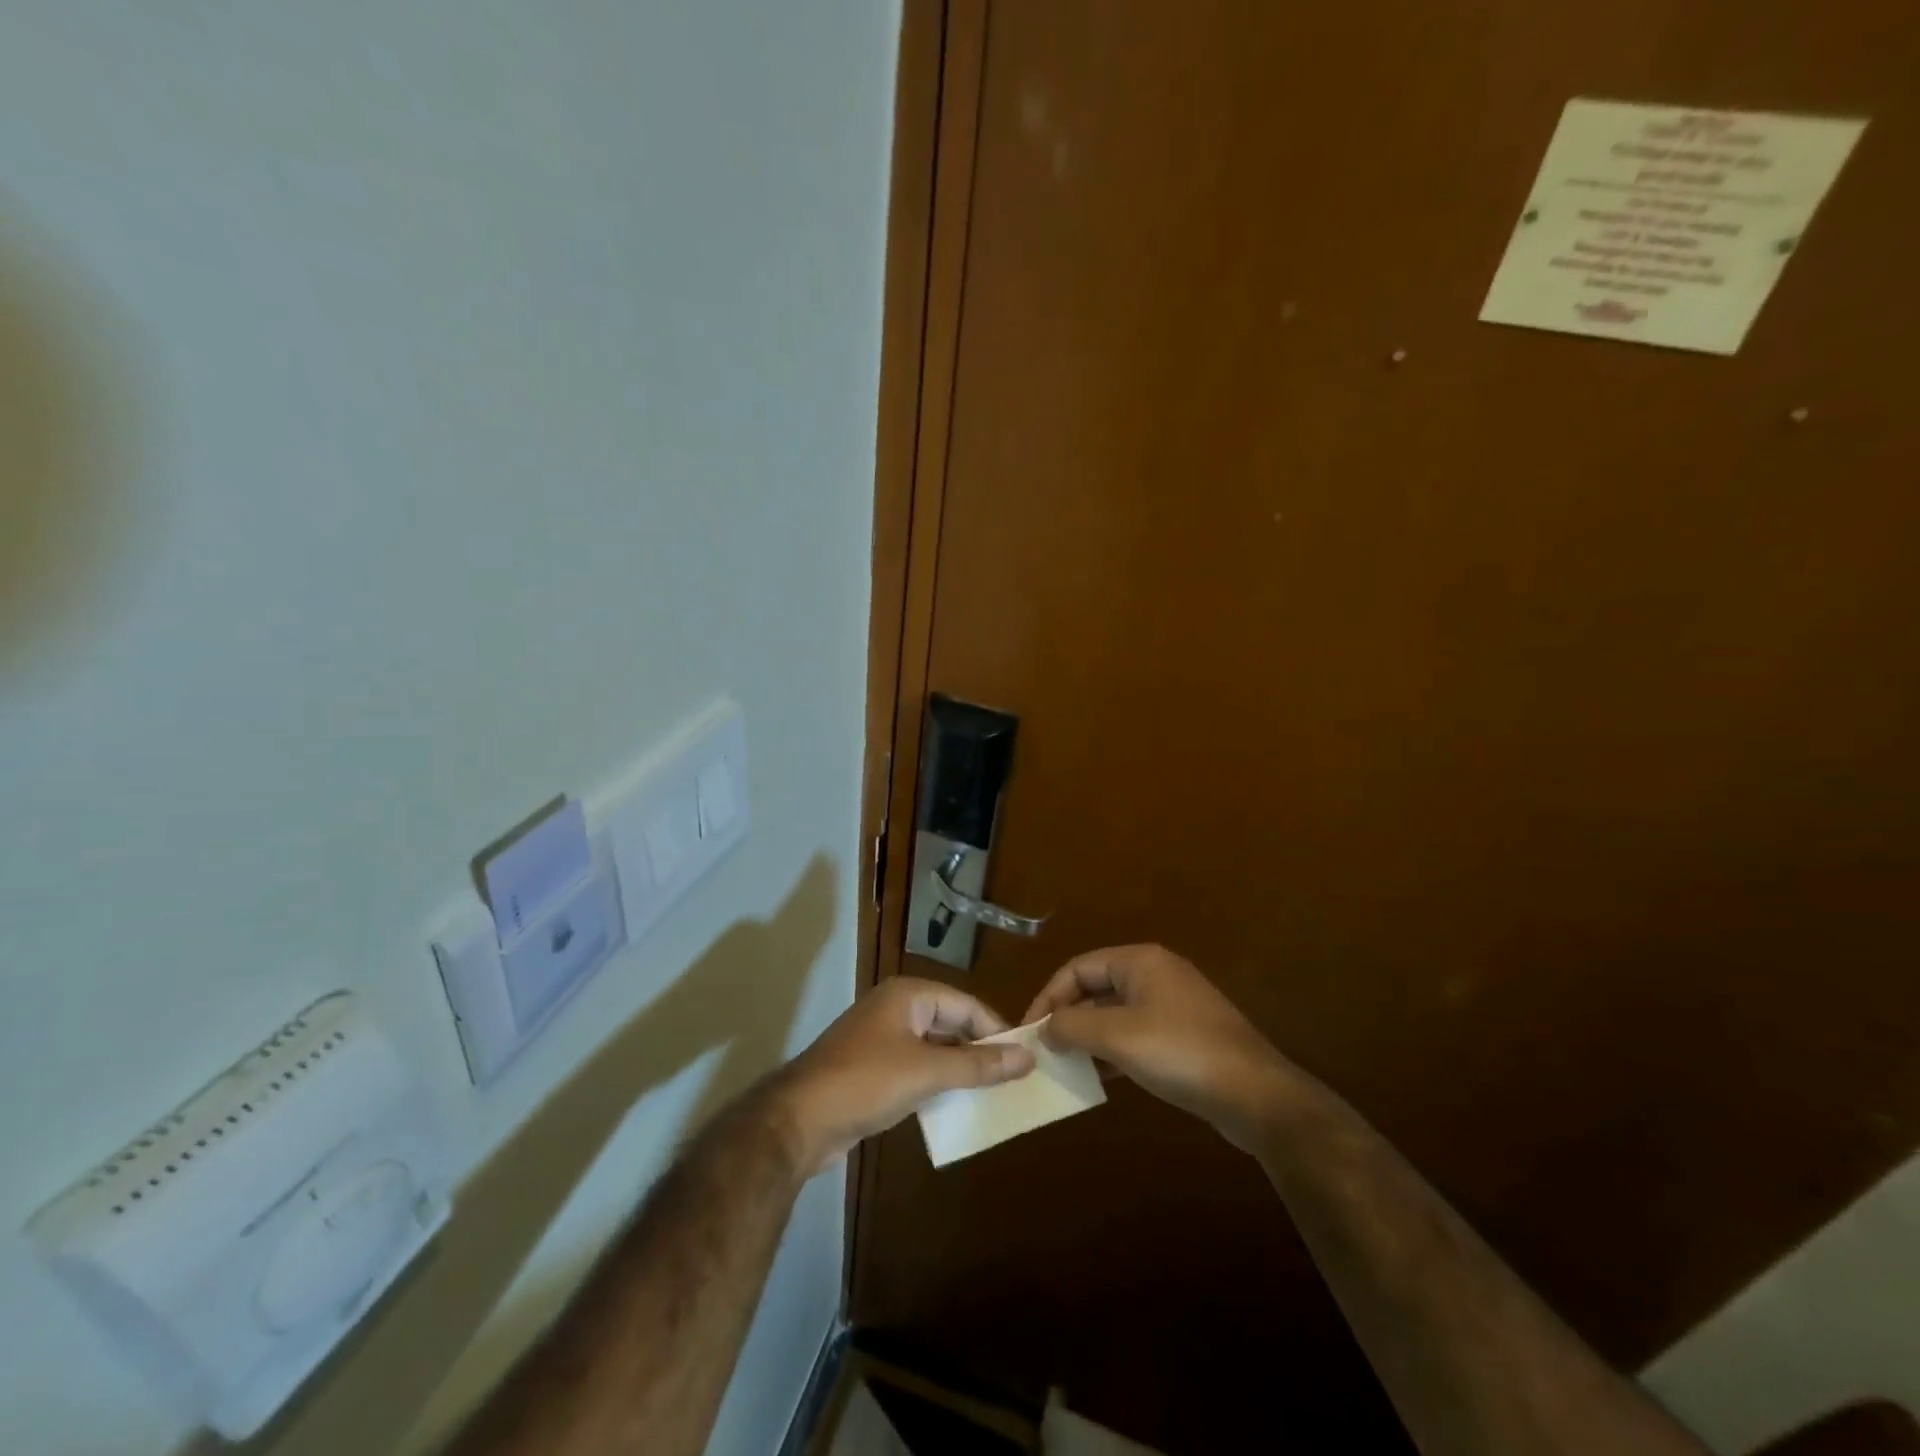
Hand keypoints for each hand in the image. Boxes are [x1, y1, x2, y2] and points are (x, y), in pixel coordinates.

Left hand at [775, 978, 1034, 1174]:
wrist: (799, 1120)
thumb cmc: (867, 1082)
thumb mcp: (927, 1071)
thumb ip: (978, 1064)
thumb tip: (1027, 1057)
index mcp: (909, 995)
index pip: (966, 1004)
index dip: (995, 1030)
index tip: (1024, 1058)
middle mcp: (896, 1008)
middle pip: (950, 1023)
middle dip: (979, 1049)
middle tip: (1014, 1079)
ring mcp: (882, 1038)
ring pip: (934, 1047)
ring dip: (959, 1068)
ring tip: (993, 1094)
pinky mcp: (873, 1068)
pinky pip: (916, 1067)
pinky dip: (937, 1082)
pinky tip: (956, 1105)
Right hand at [1024, 945, 1293, 1149]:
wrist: (1255, 1095)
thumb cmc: (1179, 1052)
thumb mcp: (1117, 1036)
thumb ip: (1073, 1027)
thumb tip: (1046, 1029)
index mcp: (1139, 961)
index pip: (1078, 968)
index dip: (1050, 996)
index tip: (1031, 1030)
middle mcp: (1155, 975)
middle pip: (1096, 988)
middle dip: (1068, 1018)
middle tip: (1045, 1050)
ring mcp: (1173, 1006)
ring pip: (1115, 1014)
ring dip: (1089, 1037)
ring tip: (1066, 1066)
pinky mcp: (1184, 1036)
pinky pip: (1136, 1034)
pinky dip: (1114, 1051)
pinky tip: (1101, 1077)